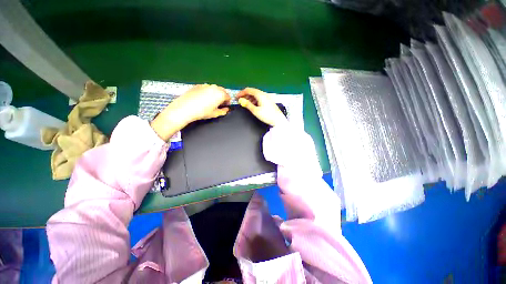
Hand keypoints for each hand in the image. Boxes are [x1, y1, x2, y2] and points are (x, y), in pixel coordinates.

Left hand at [151, 84, 230, 140]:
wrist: (185, 108)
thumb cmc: (201, 112)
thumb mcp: (215, 114)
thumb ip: (223, 111)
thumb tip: (226, 110)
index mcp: (220, 94)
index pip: (228, 96)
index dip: (228, 102)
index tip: (225, 106)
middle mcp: (214, 87)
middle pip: (222, 91)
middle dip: (222, 97)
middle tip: (219, 104)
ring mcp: (206, 85)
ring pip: (214, 88)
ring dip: (215, 94)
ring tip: (211, 102)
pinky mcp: (198, 85)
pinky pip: (206, 88)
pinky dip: (207, 92)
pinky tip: (203, 99)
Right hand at [236, 88, 286, 126]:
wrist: (278, 120)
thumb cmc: (267, 115)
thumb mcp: (255, 111)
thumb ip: (247, 104)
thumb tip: (241, 101)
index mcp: (260, 94)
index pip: (248, 90)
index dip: (241, 93)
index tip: (236, 97)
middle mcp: (263, 94)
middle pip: (252, 92)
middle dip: (245, 95)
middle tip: (240, 101)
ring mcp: (266, 97)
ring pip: (256, 95)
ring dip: (249, 98)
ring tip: (245, 104)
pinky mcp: (268, 101)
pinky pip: (259, 98)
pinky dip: (254, 100)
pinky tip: (252, 105)